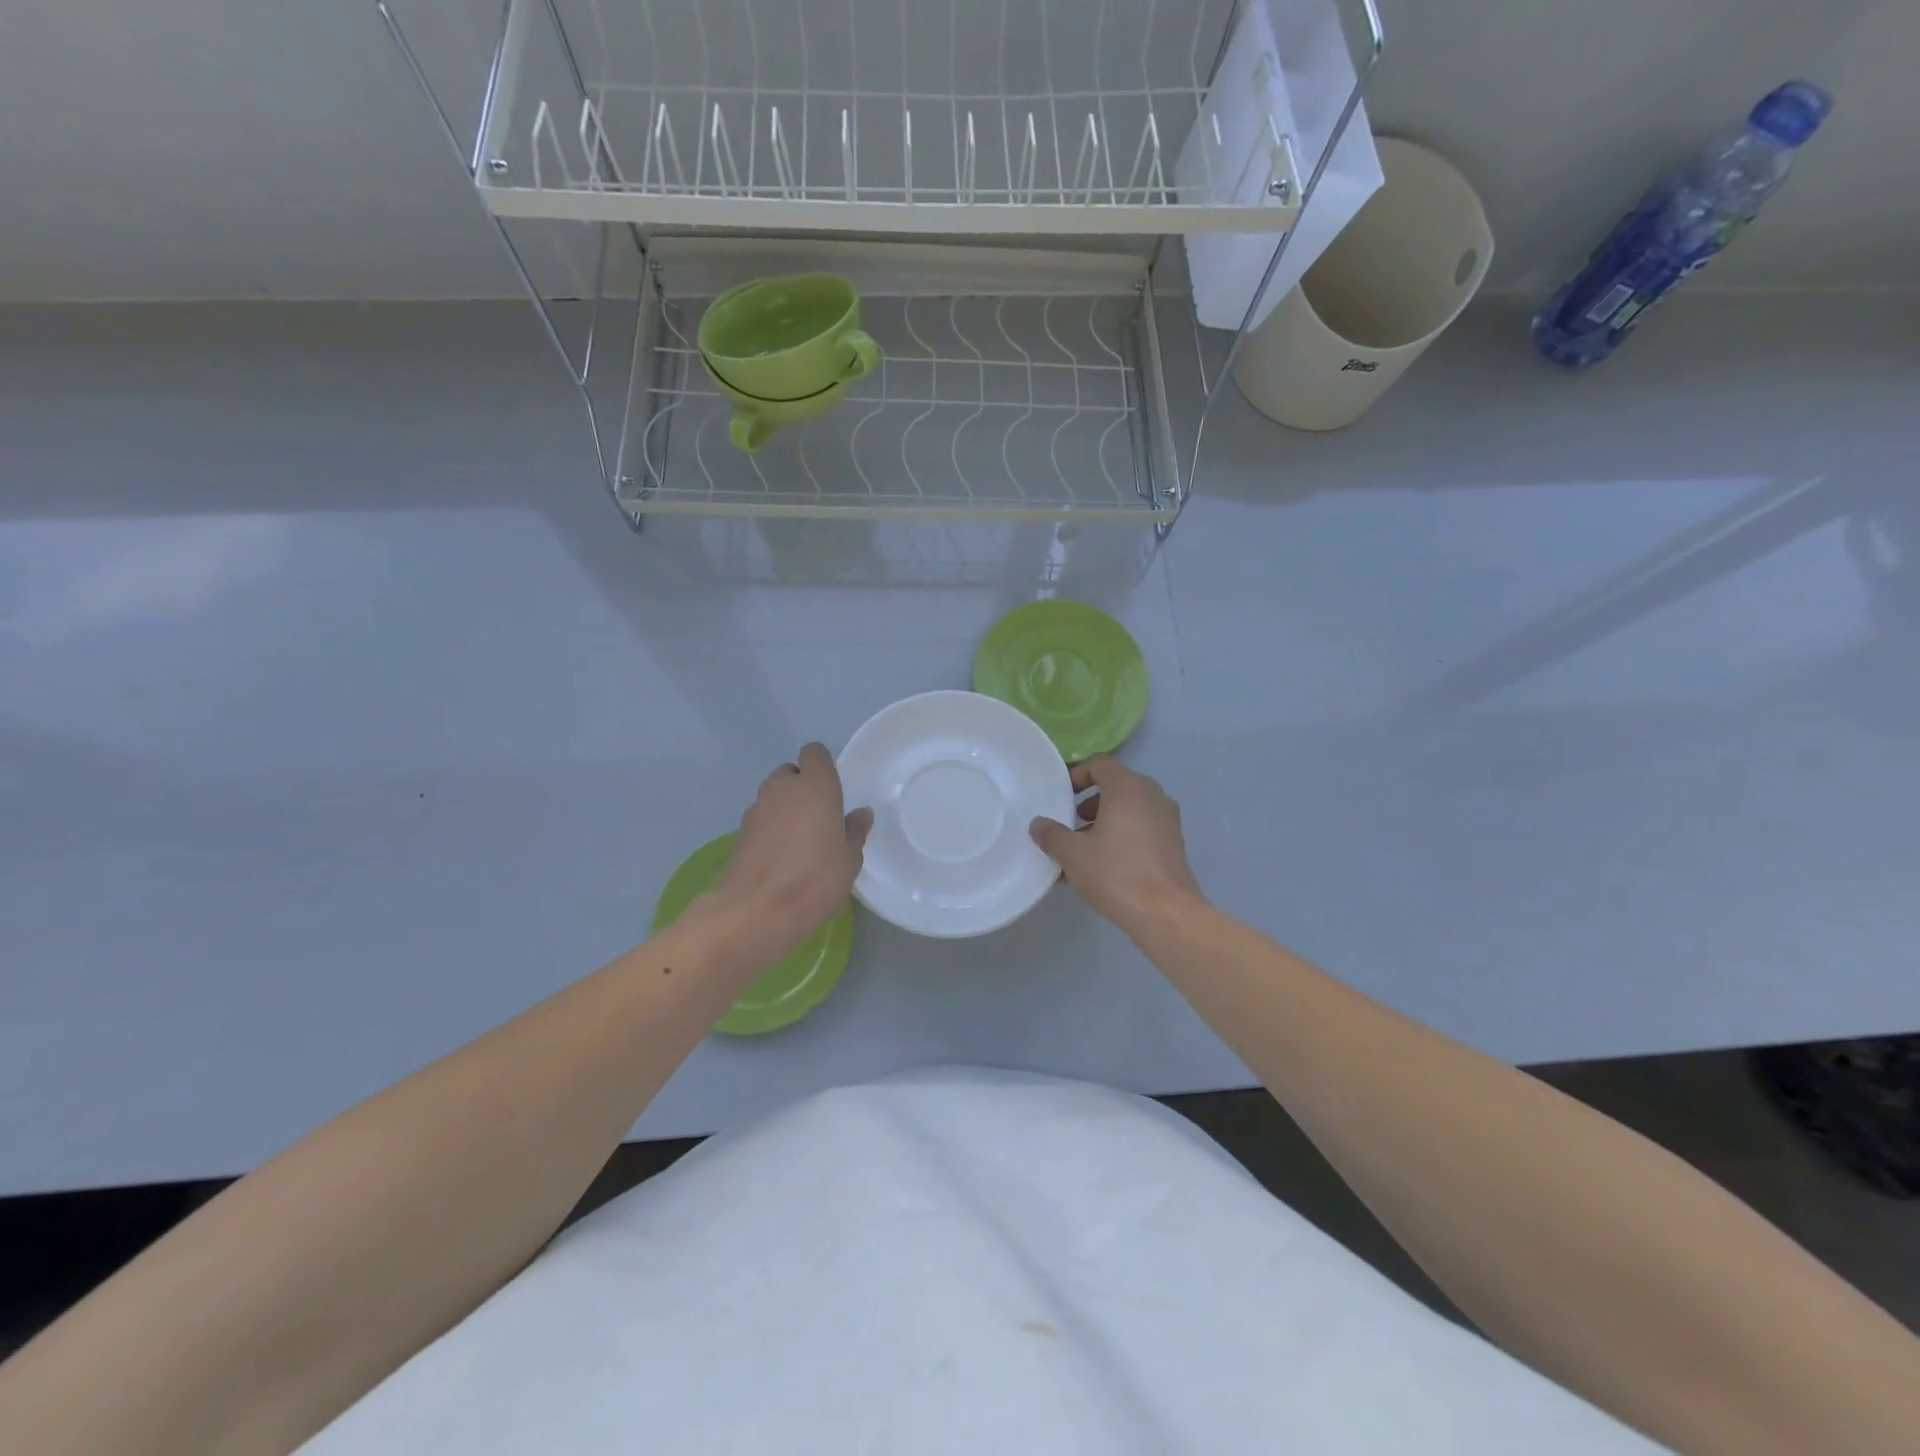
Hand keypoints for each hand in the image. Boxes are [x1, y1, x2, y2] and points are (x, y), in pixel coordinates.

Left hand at [715, 743, 872, 957]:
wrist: (759, 910)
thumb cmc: (816, 878)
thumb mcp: (850, 858)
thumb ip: (854, 830)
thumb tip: (860, 814)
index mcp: (815, 785)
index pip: (814, 753)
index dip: (822, 767)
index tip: (833, 790)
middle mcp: (782, 788)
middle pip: (790, 773)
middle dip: (802, 787)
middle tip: (818, 818)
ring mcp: (756, 809)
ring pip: (773, 796)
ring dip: (785, 808)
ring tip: (799, 840)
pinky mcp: (739, 832)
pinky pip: (761, 819)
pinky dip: (770, 829)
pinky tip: (780, 856)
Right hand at [1030, 757, 1203, 935]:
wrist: (1165, 914)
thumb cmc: (1115, 873)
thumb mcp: (1072, 853)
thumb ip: (1052, 834)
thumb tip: (1038, 824)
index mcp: (1129, 787)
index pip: (1099, 765)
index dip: (1076, 776)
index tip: (1060, 797)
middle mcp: (1152, 795)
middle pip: (1114, 788)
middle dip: (1087, 806)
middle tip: (1068, 827)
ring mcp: (1167, 820)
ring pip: (1127, 812)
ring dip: (1102, 825)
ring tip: (1080, 854)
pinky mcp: (1173, 844)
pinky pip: (1140, 831)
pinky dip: (1120, 840)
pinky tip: (1100, 869)